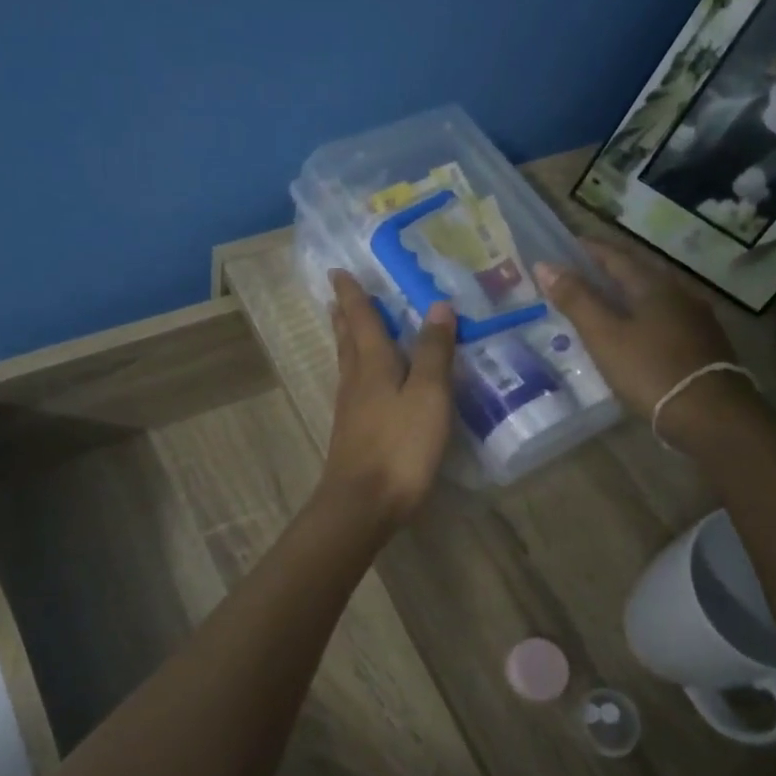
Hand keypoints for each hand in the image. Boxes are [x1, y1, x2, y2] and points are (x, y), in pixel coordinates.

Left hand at [320, 270, 455, 528]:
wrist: (363, 504)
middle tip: (337, 297)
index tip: (338, 271)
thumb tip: (437, 306)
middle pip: (348, 341)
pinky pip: (354, 390)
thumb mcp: (428, 396)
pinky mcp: (353, 436)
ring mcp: (350, 411)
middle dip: (344, 317)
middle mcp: (355, 383)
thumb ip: (433, 353)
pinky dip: (357, 373)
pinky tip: (363, 384)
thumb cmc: (400, 447)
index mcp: (373, 366)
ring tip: (346, 329)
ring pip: (347, 366)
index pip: (361, 320)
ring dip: (346, 342)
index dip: (353, 295)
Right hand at [534, 238, 751, 450]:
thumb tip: (545, 265)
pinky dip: (645, 316)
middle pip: (639, 273)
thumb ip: (576, 300)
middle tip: (584, 272)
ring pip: (655, 296)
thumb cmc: (649, 369)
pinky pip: (667, 318)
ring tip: (606, 301)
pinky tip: (638, 331)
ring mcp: (696, 319)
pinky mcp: (704, 344)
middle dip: (611, 269)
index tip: (569, 244)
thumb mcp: (604, 335)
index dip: (590, 249)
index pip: (616, 256)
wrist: (709, 413)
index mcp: (652, 285)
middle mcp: (679, 293)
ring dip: (629, 294)